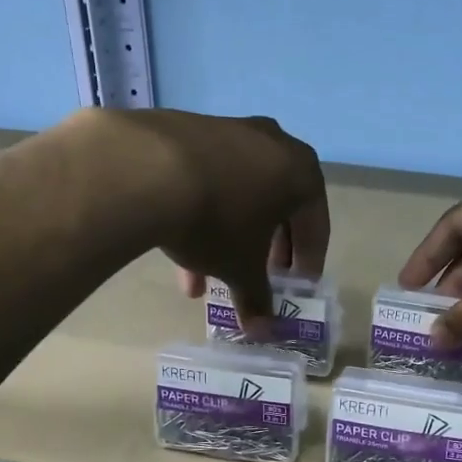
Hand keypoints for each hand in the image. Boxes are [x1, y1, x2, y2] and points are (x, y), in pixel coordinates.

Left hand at [97, 109, 329, 332]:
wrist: (145, 169)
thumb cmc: (217, 221)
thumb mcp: (241, 268)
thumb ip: (257, 299)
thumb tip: (263, 332)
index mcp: (301, 172)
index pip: (315, 225)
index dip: (307, 261)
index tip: (298, 285)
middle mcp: (273, 143)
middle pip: (278, 206)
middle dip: (267, 248)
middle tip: (261, 276)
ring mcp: (230, 131)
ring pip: (239, 194)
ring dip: (229, 236)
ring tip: (208, 276)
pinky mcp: (190, 129)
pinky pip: (208, 179)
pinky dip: (202, 213)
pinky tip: (179, 249)